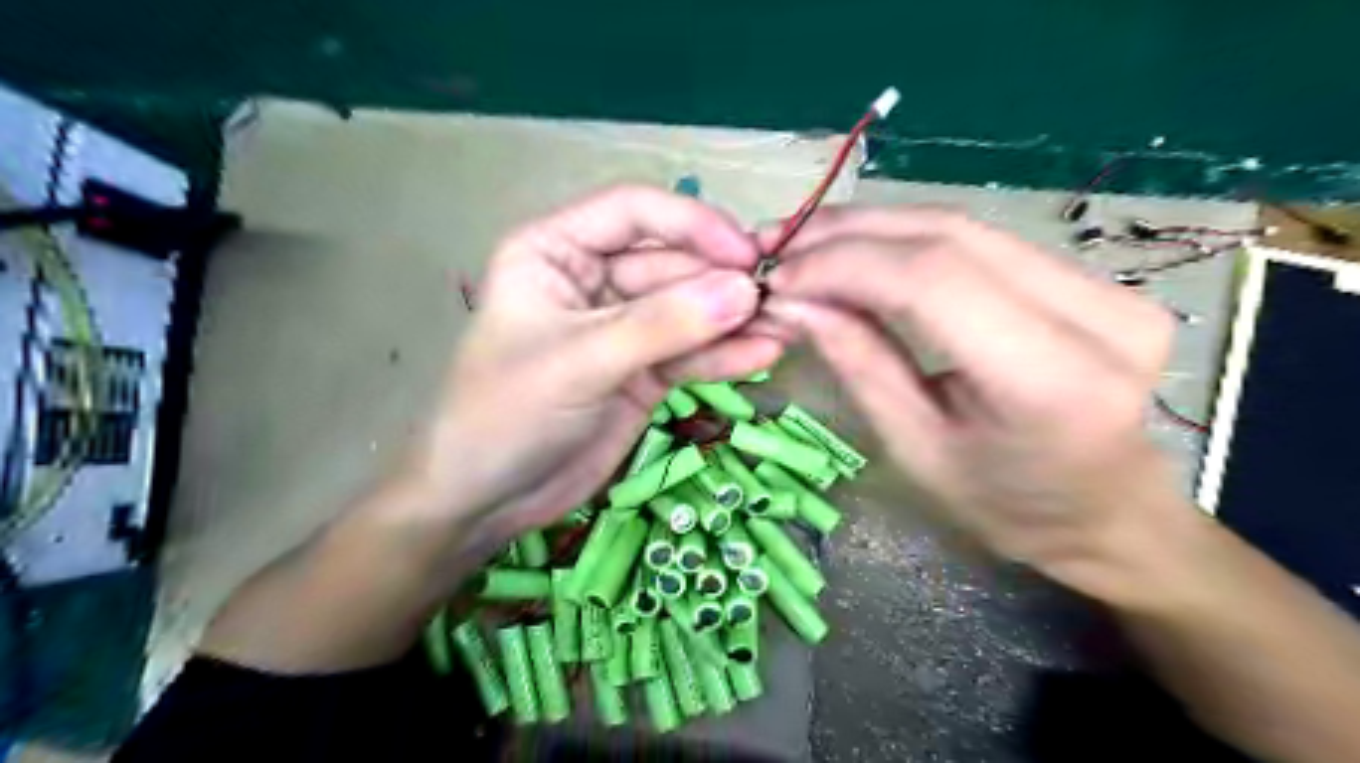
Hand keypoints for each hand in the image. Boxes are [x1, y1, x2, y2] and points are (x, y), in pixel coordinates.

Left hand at [402, 187, 780, 540]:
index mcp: (558, 251)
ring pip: (688, 311)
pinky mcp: (644, 372)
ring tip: (785, 326)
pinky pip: (690, 354)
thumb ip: (662, 326)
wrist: (488, 499)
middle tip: (777, 299)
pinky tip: (763, 355)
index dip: (692, 224)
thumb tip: (745, 291)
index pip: (634, 212)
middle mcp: (595, 279)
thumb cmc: (507, 414)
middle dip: (721, 282)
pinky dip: (724, 355)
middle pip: (671, 264)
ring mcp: (624, 328)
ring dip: (733, 320)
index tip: (745, 253)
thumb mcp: (580, 361)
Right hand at [765, 203, 1192, 606]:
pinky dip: (908, 239)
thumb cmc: (1005, 506)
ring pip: (963, 226)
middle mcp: (1097, 317)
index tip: (778, 278)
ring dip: (872, 228)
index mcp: (1050, 383)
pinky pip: (981, 241)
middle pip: (950, 235)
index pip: (932, 281)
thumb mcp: (916, 450)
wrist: (1106, 514)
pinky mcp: (1096, 277)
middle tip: (779, 247)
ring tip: (805, 243)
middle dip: (848, 233)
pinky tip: (859, 249)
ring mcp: (1108, 287)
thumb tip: (793, 300)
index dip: (844, 265)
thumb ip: (859, 363)